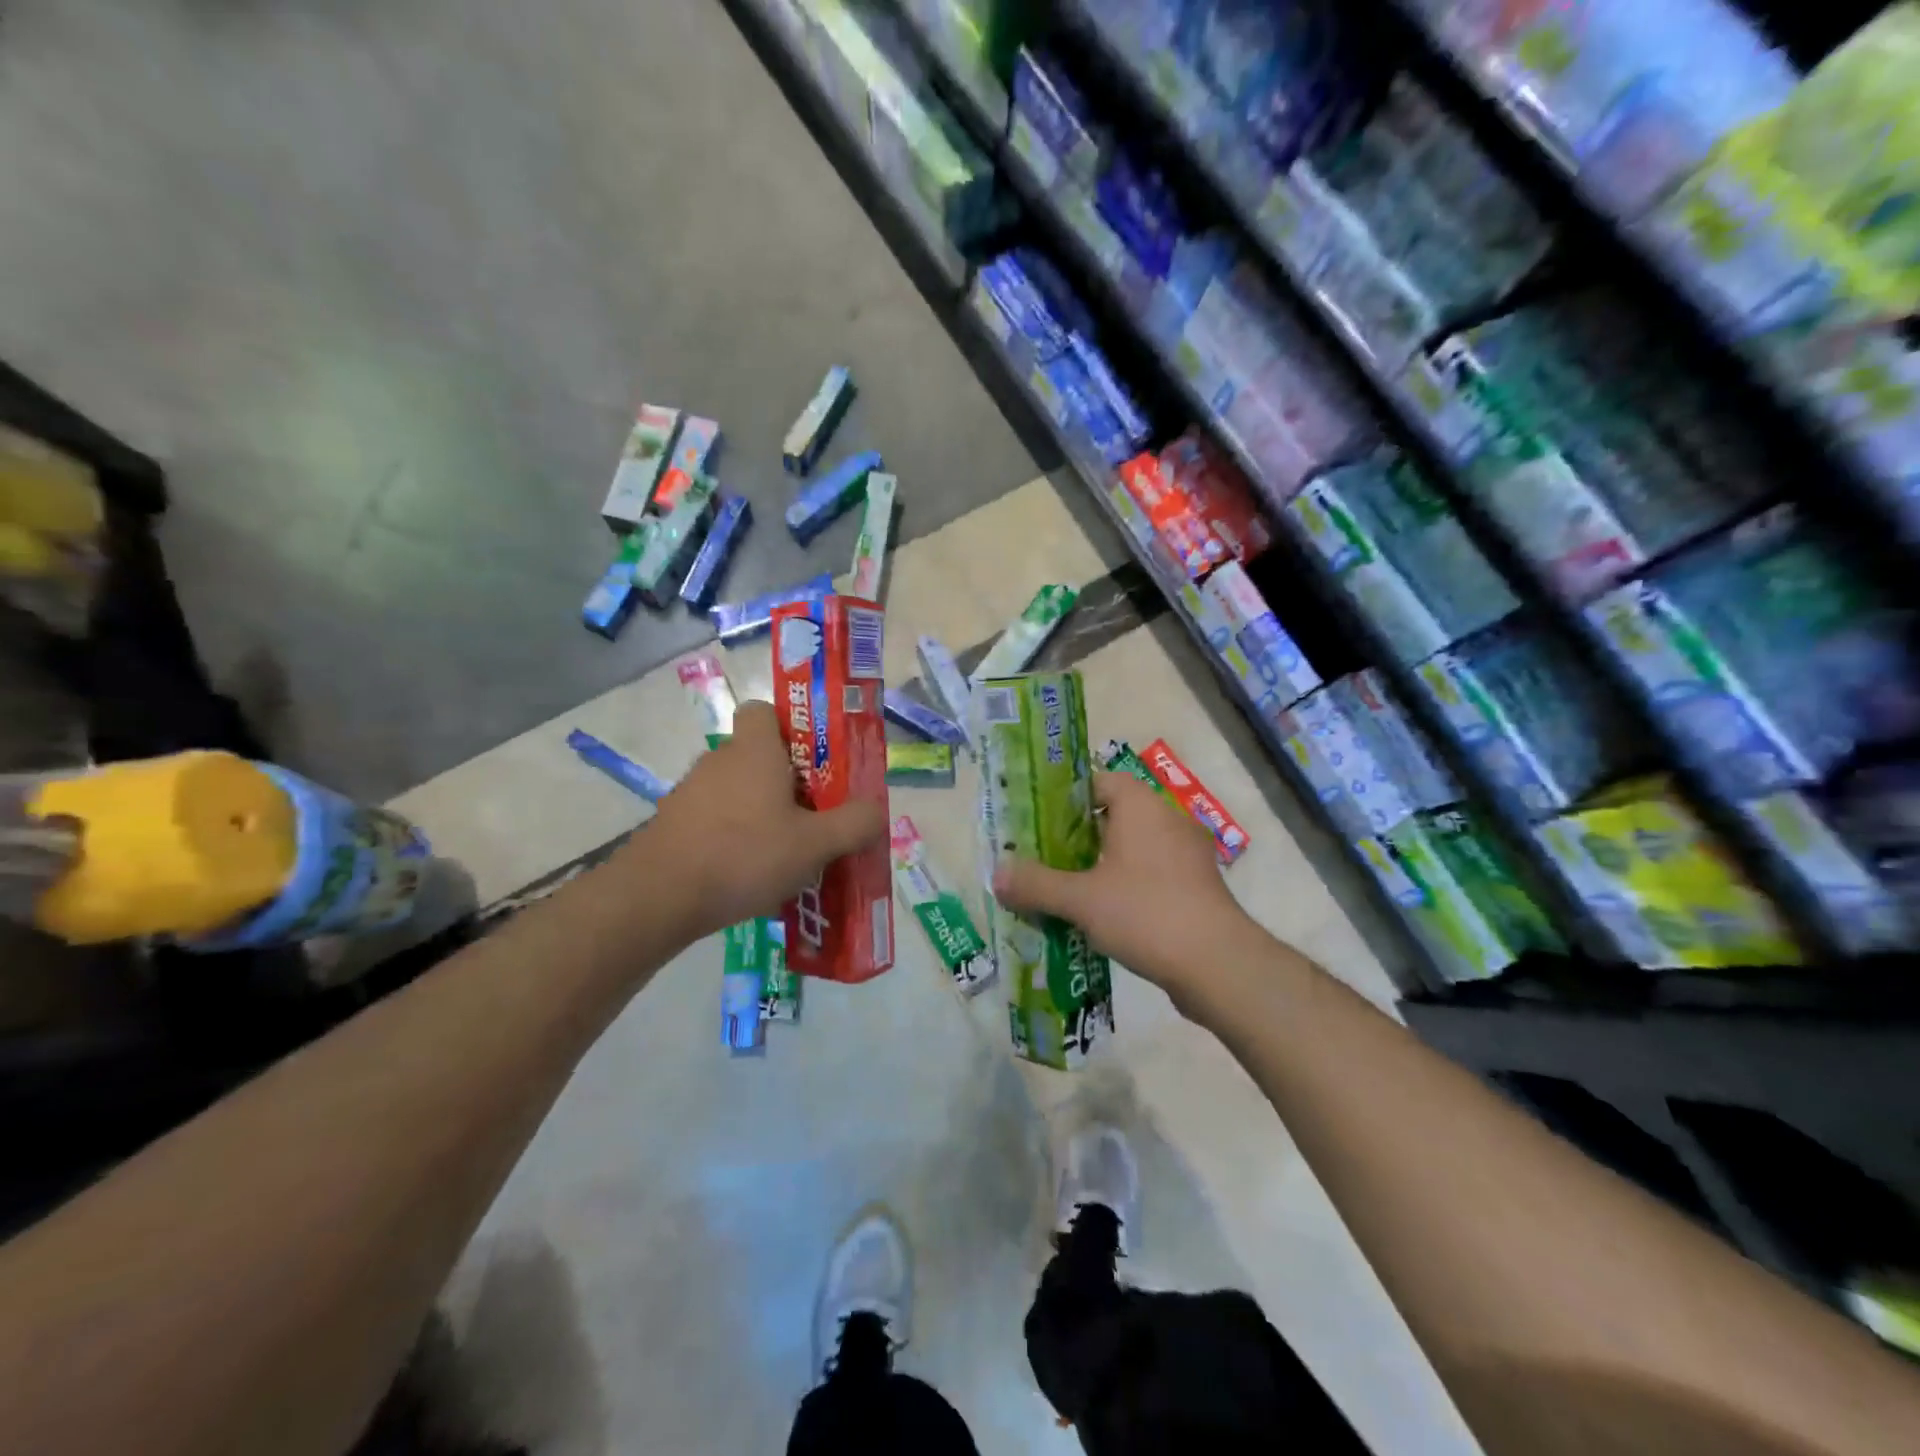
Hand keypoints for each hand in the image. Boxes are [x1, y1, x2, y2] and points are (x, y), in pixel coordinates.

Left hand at [641, 701, 887, 941]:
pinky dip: (734, 837)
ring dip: (761, 813)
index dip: (790, 728)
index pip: (763, 710)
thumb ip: (854, 824)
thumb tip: (877, 810)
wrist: (658, 897)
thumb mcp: (815, 844)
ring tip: (785, 854)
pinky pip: (716, 819)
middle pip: (758, 756)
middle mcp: (720, 761)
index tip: (813, 761)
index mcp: (754, 751)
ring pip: (738, 790)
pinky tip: (749, 874)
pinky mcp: (673, 824)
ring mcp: (691, 793)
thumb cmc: (744, 855)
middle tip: (813, 817)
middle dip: (787, 782)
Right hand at [992, 772, 1257, 1000]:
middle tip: (1042, 858)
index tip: (1038, 823)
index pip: (1099, 782)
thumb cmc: (1145, 912)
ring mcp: (1186, 855)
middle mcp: (1167, 819)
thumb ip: (1036, 884)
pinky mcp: (1196, 887)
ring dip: (1100, 866)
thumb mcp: (1080, 899)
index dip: (1066, 799)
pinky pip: (1151, 875)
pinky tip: (1102, 916)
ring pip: (1132, 849)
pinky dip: (1125, 887)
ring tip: (1065, 889)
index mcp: (1141, 806)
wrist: (1218, 964)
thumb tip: (996, 874)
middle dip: (1077, 838)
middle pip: (1113, 816)